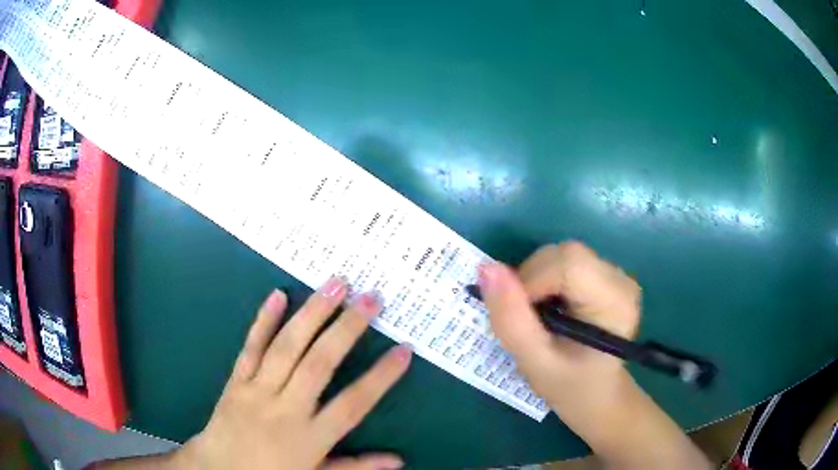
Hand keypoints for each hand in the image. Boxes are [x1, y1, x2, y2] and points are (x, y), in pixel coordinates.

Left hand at [174, 278, 410, 469]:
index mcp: (310, 437)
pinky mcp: (236, 380)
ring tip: (335, 285)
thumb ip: (357, 467)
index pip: (352, 404)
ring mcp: (257, 391)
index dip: (381, 377)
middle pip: (319, 364)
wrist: (219, 469)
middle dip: (347, 329)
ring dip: (312, 314)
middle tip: (370, 299)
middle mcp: (285, 409)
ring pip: (286, 347)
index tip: (404, 349)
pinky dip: (263, 320)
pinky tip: (277, 294)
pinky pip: (251, 347)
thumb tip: (398, 461)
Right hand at [480, 242, 709, 468]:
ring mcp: (616, 274)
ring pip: (562, 254)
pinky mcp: (606, 274)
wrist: (596, 394)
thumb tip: (486, 268)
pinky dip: (545, 280)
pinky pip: (566, 262)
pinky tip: (550, 307)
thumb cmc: (569, 387)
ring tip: (539, 317)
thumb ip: (511, 318)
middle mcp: (621, 279)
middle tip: (526, 319)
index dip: (532, 281)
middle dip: (532, 280)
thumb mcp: (534, 362)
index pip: (568, 264)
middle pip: (564, 254)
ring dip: (537, 280)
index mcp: (615, 302)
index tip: (521, 317)